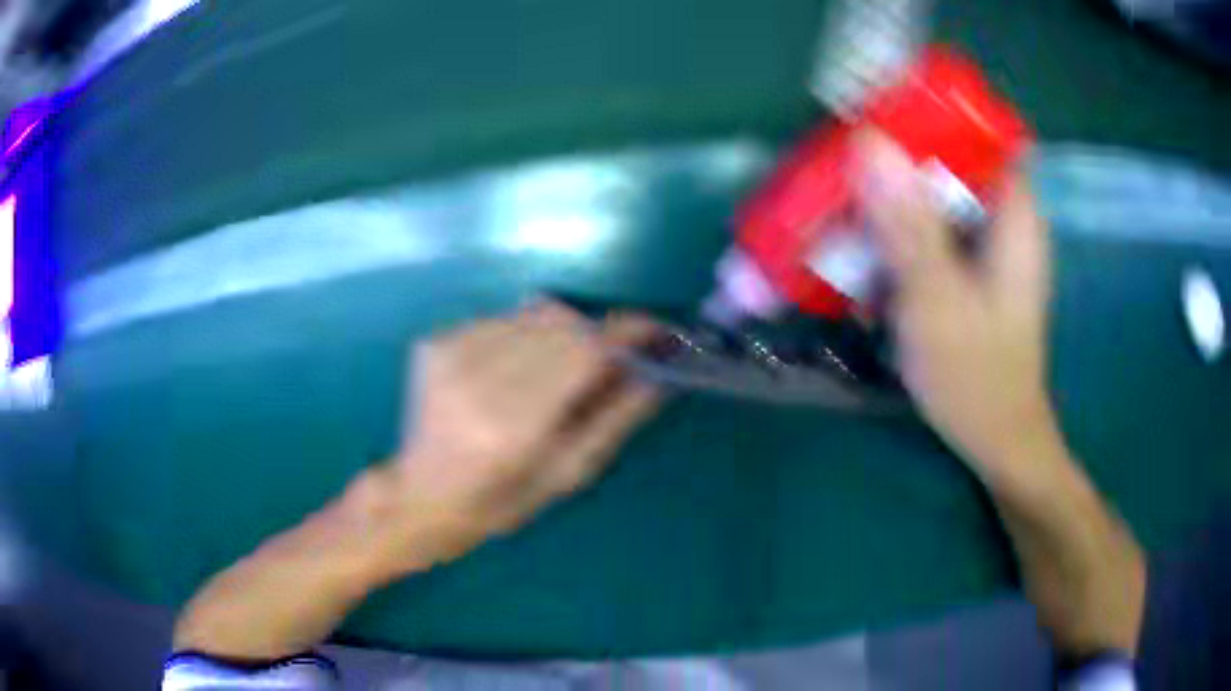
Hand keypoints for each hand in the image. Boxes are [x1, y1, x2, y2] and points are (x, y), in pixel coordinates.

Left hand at [387, 301, 662, 567]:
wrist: (421, 496)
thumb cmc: (499, 501)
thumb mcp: (566, 476)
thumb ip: (614, 421)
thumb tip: (656, 373)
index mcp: (513, 426)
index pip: (583, 352)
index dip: (627, 332)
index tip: (657, 330)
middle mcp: (477, 379)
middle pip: (563, 324)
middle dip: (598, 334)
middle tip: (612, 360)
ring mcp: (450, 353)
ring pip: (534, 314)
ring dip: (562, 333)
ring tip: (558, 371)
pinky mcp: (435, 342)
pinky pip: (503, 319)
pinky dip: (526, 335)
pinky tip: (516, 369)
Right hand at [858, 132, 1061, 485]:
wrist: (997, 441)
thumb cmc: (978, 378)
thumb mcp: (938, 302)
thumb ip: (908, 226)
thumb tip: (868, 142)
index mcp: (1012, 213)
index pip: (976, 130)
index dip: (927, 111)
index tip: (872, 111)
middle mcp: (1002, 218)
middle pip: (946, 160)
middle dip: (891, 162)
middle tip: (838, 168)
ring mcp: (985, 245)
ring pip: (932, 197)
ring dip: (885, 204)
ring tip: (836, 215)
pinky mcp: (969, 269)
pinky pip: (927, 232)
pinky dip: (894, 237)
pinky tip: (861, 261)